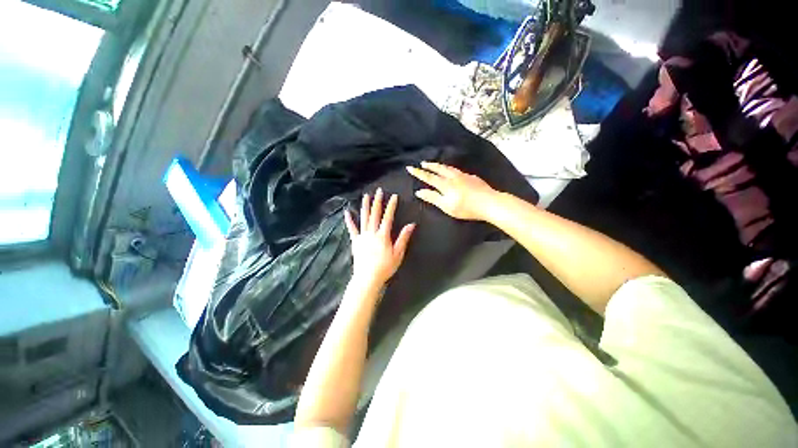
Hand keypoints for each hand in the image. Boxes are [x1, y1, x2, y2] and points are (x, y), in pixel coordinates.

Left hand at [344, 188, 415, 288]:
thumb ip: (403, 238)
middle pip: (375, 214)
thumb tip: (411, 225)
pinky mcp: (355, 241)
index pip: (388, 217)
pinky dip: (349, 220)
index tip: (394, 196)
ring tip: (366, 196)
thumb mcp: (398, 254)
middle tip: (379, 191)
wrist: (368, 278)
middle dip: (377, 201)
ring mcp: (362, 236)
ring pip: (364, 218)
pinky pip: (352, 229)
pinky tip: (347, 212)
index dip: (391, 206)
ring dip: (365, 206)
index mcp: (383, 236)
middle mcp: (372, 233)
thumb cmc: (385, 267)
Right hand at [406, 162, 497, 220]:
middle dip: (429, 166)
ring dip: (440, 165)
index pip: (429, 177)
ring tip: (435, 164)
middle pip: (439, 169)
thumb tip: (419, 192)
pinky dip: (450, 169)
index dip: (419, 173)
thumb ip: (433, 198)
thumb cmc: (466, 208)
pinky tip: (453, 171)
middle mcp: (453, 177)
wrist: (489, 202)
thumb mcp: (446, 206)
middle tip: (422, 163)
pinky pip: (457, 170)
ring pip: (449, 168)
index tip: (410, 168)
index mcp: (446, 184)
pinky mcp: (472, 177)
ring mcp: (464, 176)